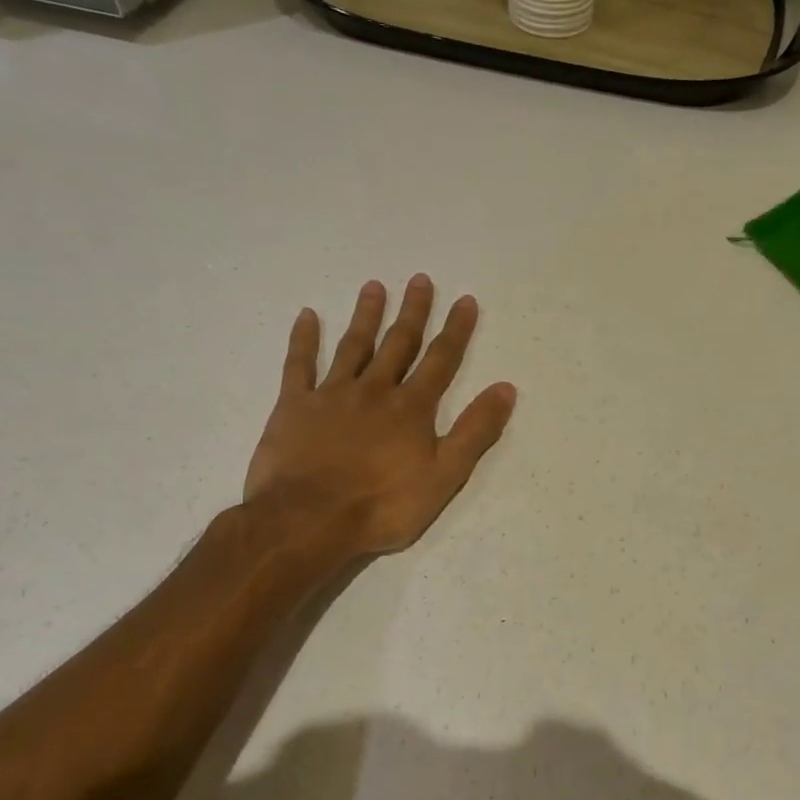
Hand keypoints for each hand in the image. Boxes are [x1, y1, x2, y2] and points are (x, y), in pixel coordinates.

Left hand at [243, 276, 516, 556]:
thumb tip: (506, 388)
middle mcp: (374, 390)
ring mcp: (331, 395)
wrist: (308, 520)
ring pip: (353, 346)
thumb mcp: (445, 475)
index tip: (465, 300)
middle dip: (413, 312)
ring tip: (374, 286)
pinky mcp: (294, 406)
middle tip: (420, 280)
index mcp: (411, 408)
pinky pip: (299, 365)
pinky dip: (303, 340)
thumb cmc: (383, 505)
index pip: (440, 361)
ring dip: (366, 316)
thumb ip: (475, 431)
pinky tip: (307, 315)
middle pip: (398, 344)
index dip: (455, 330)